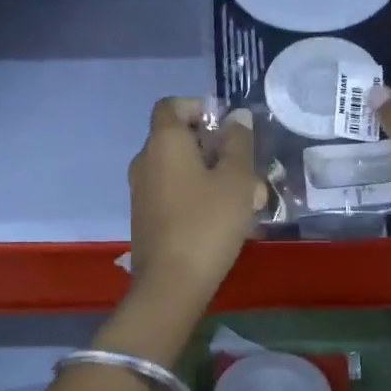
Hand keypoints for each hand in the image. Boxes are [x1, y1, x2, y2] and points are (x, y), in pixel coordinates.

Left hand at [126, 98, 264, 308]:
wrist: (171, 284)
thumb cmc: (208, 223)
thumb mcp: (237, 180)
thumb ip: (238, 143)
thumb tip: (236, 117)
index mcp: (164, 142)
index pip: (172, 105)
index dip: (199, 108)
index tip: (227, 127)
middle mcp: (145, 161)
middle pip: (179, 139)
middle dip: (216, 148)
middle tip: (247, 170)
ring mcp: (142, 191)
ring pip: (181, 169)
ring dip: (212, 176)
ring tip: (247, 199)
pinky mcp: (146, 217)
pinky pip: (174, 193)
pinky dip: (198, 196)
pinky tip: (226, 220)